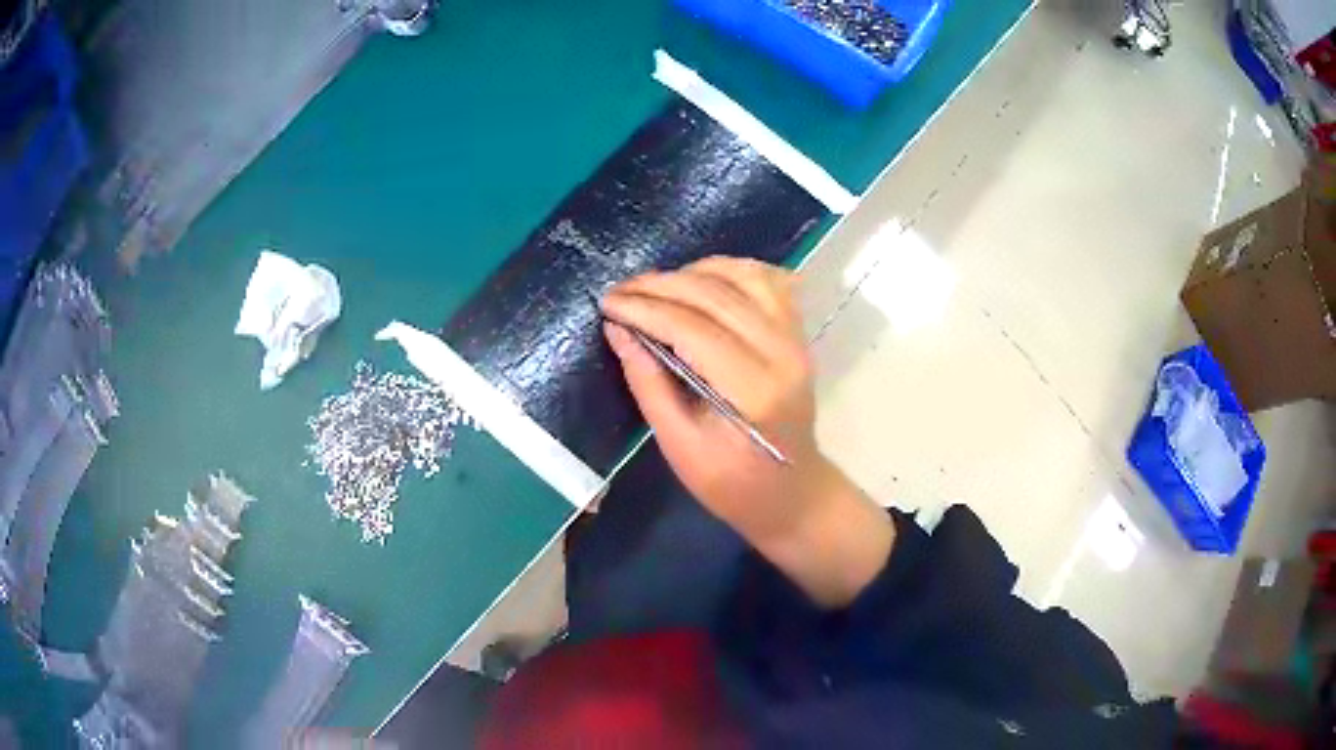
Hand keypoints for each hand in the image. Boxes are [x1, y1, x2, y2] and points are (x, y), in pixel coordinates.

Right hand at [600, 257, 893, 607]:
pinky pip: (768, 282)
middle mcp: (781, 354)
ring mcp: (795, 340)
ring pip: (744, 277)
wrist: (792, 492)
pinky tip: (702, 279)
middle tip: (620, 292)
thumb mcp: (678, 445)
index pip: (692, 328)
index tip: (608, 304)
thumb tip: (618, 329)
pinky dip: (732, 270)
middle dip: (660, 286)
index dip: (645, 309)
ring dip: (694, 272)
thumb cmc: (732, 484)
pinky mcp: (797, 334)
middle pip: (716, 296)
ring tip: (656, 286)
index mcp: (752, 392)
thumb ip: (648, 383)